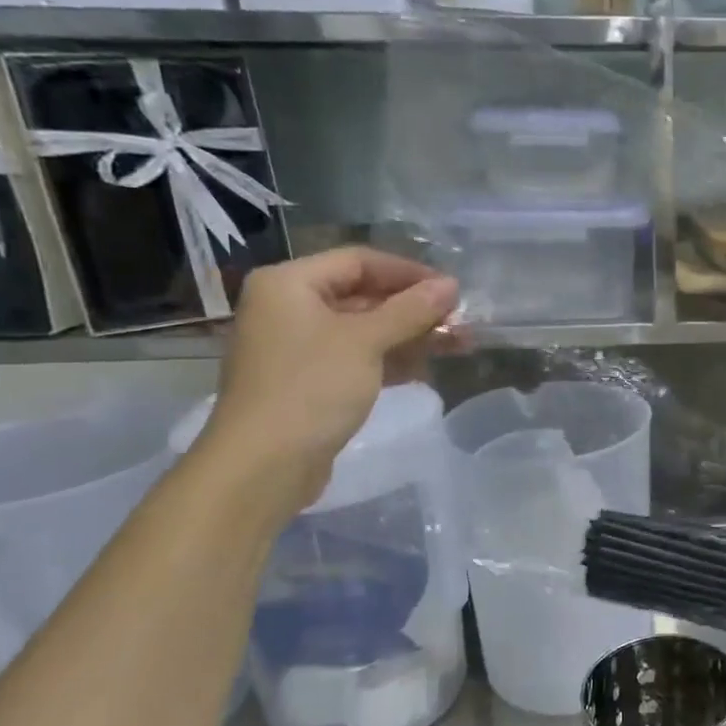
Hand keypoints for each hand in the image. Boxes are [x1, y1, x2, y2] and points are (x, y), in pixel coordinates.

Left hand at [200, 248, 461, 512]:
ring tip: (458, 344)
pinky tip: (427, 368)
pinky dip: (392, 359)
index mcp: (290, 283)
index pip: (359, 261)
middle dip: (414, 307)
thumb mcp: (366, 342)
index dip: (409, 272)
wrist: (264, 464)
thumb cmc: (311, 388)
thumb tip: (451, 285)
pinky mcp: (311, 380)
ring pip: (365, 329)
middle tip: (460, 320)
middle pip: (363, 294)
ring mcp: (299, 346)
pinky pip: (358, 357)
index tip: (452, 290)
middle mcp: (290, 307)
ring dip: (411, 334)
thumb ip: (411, 310)